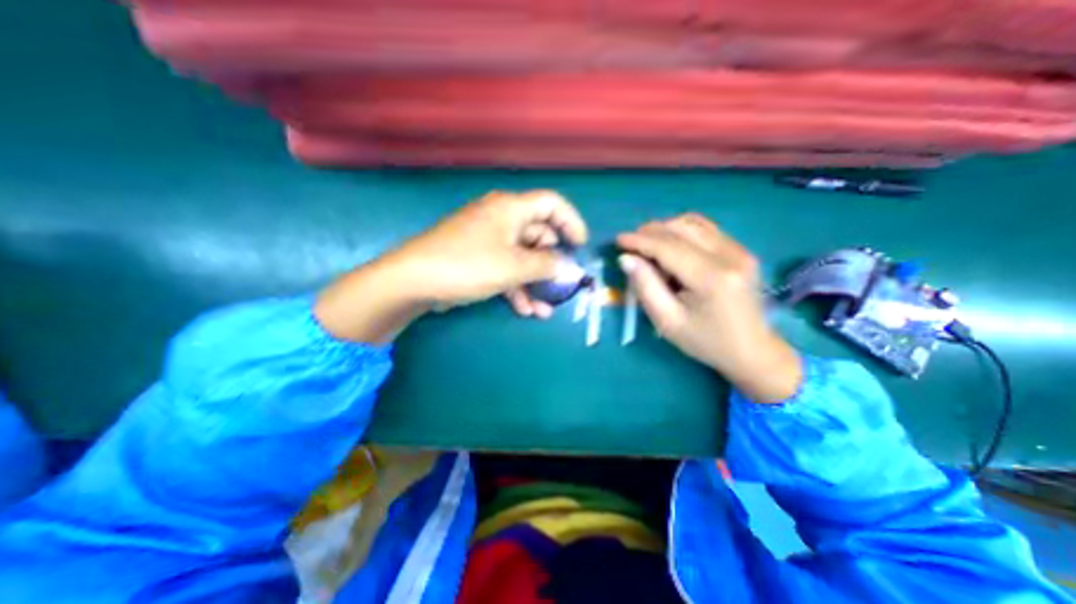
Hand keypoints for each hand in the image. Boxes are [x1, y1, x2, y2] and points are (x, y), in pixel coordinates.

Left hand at [315, 191, 586, 344]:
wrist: (414, 281)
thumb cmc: (468, 265)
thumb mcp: (514, 266)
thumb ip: (547, 266)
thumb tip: (569, 268)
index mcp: (511, 209)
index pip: (552, 204)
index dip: (571, 222)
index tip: (580, 247)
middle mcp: (501, 219)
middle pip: (539, 235)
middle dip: (552, 263)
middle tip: (562, 285)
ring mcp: (489, 239)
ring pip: (523, 257)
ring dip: (535, 283)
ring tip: (544, 309)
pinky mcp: (479, 258)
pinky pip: (506, 268)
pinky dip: (517, 287)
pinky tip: (524, 309)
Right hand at [619, 214, 801, 401]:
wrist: (752, 350)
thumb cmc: (705, 341)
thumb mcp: (667, 321)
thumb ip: (645, 286)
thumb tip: (627, 258)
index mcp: (711, 278)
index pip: (668, 247)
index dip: (640, 240)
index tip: (618, 240)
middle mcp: (730, 255)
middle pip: (681, 228)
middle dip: (650, 232)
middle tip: (631, 245)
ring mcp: (739, 250)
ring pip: (694, 223)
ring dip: (666, 230)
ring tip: (649, 246)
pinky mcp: (741, 250)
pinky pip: (706, 229)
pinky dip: (682, 232)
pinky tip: (671, 246)